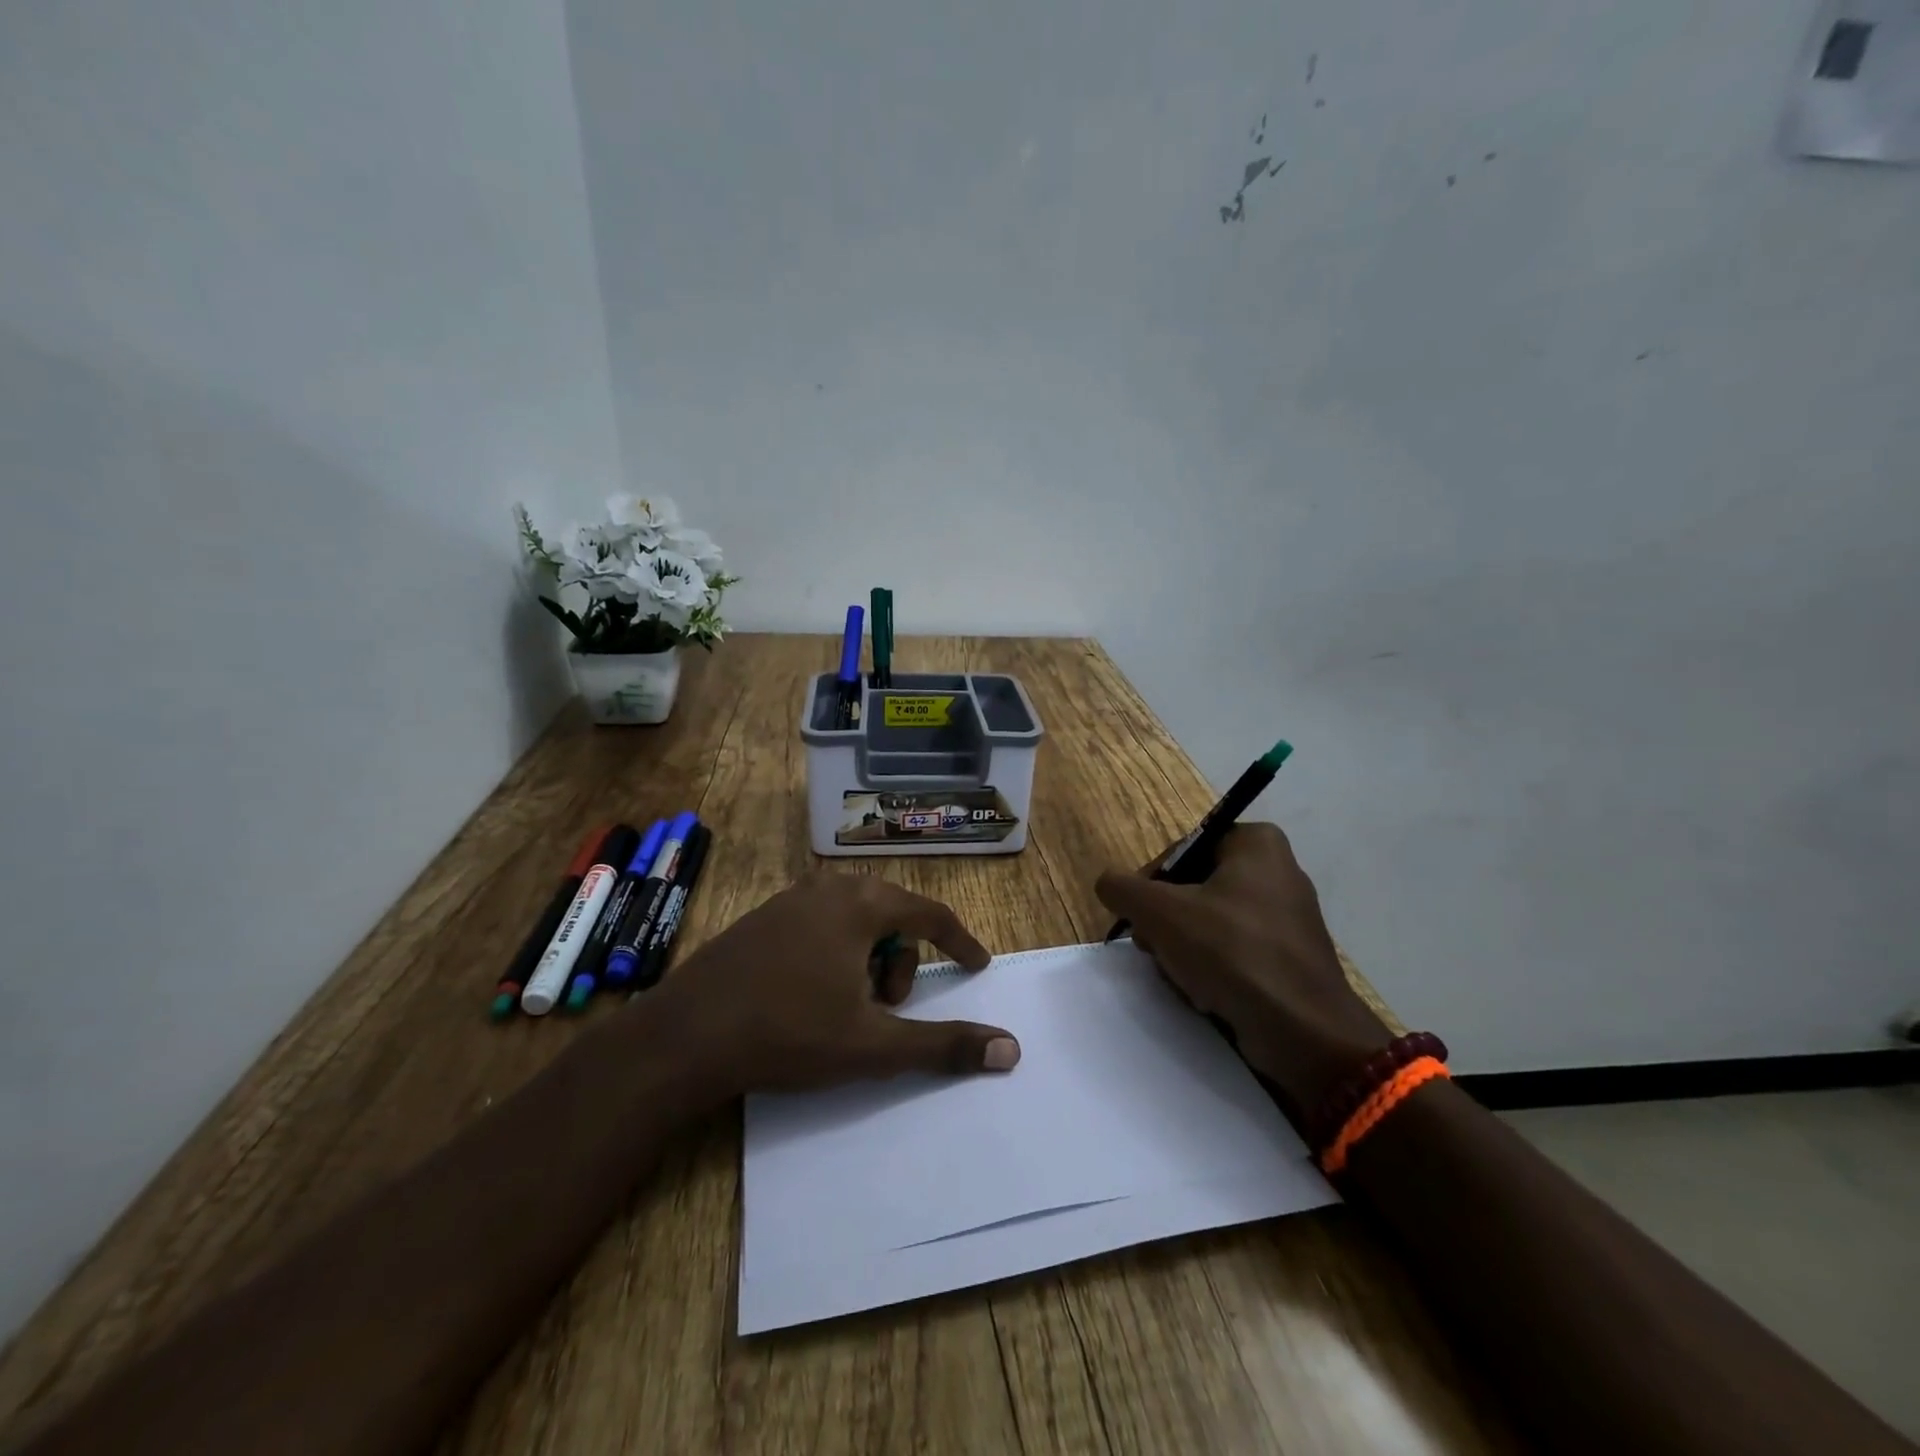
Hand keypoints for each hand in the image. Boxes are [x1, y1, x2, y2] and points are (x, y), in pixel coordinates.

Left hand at [652, 871, 1019, 1096]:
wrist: (685, 1036)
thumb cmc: (789, 1032)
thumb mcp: (873, 1045)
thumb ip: (944, 1045)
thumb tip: (1010, 1049)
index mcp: (861, 904)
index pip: (930, 914)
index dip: (960, 942)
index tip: (977, 966)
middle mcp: (829, 887)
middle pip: (893, 917)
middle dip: (903, 963)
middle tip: (886, 1009)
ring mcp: (791, 899)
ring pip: (856, 921)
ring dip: (869, 961)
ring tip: (847, 1007)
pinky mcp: (763, 918)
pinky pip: (822, 925)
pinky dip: (836, 954)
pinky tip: (811, 994)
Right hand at [1095, 823, 1390, 1118]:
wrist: (1304, 1032)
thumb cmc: (1232, 953)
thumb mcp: (1160, 913)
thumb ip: (1122, 889)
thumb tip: (1108, 884)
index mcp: (1256, 843)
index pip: (1181, 852)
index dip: (1151, 885)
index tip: (1141, 919)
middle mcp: (1277, 871)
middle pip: (1193, 889)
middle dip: (1168, 923)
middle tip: (1157, 949)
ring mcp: (1288, 917)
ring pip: (1210, 924)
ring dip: (1185, 950)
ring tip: (1184, 977)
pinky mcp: (1292, 958)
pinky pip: (1237, 952)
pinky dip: (1215, 970)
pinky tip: (1208, 994)